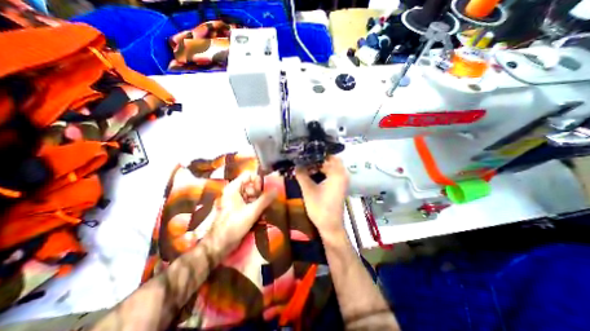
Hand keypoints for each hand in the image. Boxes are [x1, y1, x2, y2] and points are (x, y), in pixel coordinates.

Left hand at [203, 170, 276, 260]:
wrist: (219, 245)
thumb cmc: (233, 225)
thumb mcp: (251, 211)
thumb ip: (265, 200)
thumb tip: (276, 190)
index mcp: (234, 188)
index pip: (249, 175)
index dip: (258, 180)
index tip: (266, 189)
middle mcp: (235, 192)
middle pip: (252, 185)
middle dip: (261, 191)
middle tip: (268, 200)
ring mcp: (238, 201)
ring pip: (253, 195)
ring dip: (261, 200)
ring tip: (267, 207)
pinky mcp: (240, 210)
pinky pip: (251, 203)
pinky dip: (258, 206)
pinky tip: (263, 213)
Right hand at [296, 155, 348, 238]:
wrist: (330, 226)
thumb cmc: (320, 208)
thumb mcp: (308, 190)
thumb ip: (302, 175)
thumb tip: (296, 164)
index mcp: (337, 173)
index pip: (328, 156)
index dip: (317, 154)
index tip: (305, 152)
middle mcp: (342, 175)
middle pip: (330, 161)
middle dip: (317, 160)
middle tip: (304, 158)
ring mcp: (342, 181)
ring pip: (331, 167)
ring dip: (320, 166)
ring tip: (306, 165)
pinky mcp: (339, 186)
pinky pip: (331, 174)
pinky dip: (323, 172)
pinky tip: (312, 174)